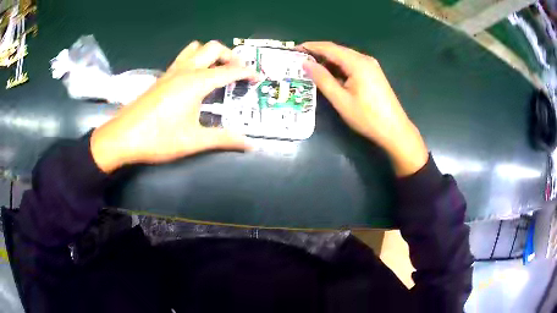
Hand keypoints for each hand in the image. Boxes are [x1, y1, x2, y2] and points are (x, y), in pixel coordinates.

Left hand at [91, 41, 257, 172]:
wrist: (123, 137)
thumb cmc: (158, 139)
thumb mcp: (194, 141)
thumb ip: (224, 139)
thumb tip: (249, 144)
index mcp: (196, 83)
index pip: (229, 71)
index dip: (246, 73)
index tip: (257, 78)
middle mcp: (185, 71)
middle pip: (213, 48)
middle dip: (230, 56)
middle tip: (237, 73)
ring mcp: (171, 72)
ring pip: (196, 48)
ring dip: (211, 54)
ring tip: (217, 70)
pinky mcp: (161, 77)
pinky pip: (183, 57)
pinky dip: (195, 59)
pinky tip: (194, 77)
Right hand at [300, 42, 427, 175]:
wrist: (395, 130)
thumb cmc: (367, 117)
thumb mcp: (341, 100)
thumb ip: (323, 79)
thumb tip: (306, 64)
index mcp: (357, 63)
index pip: (329, 48)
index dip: (311, 47)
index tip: (294, 50)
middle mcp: (365, 59)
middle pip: (337, 51)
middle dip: (318, 53)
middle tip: (300, 61)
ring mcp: (371, 66)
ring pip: (345, 58)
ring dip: (328, 61)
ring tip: (311, 68)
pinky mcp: (373, 74)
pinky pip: (352, 65)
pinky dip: (339, 68)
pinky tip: (331, 76)